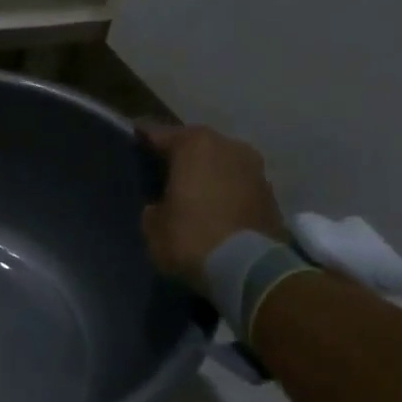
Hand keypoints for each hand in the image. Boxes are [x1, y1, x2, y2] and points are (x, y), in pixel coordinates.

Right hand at [138, 124, 285, 289]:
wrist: (249, 268)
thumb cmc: (191, 238)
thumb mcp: (153, 226)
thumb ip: (155, 207)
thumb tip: (161, 206)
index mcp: (195, 145)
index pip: (160, 134)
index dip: (142, 137)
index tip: (131, 137)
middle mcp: (228, 146)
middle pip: (196, 144)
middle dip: (179, 156)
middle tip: (160, 169)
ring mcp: (254, 167)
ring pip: (220, 162)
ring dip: (205, 173)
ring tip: (188, 190)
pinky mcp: (270, 192)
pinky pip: (236, 183)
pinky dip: (223, 190)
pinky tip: (211, 206)